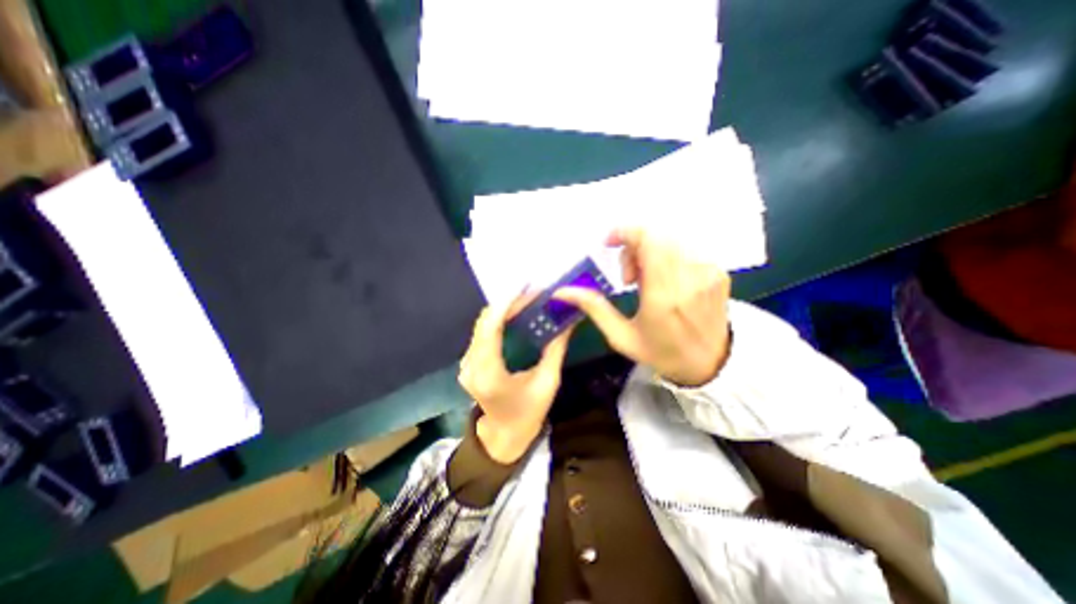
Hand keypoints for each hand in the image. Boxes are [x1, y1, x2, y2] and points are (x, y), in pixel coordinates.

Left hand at [456, 295, 575, 463]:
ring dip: (503, 309)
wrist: (504, 435)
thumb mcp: (548, 383)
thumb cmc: (528, 413)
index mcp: (489, 374)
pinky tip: (515, 313)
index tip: (525, 287)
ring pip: (482, 324)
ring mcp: (466, 364)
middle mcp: (471, 366)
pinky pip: (482, 332)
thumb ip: (556, 350)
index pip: (491, 329)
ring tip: (527, 298)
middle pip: (485, 322)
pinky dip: (499, 319)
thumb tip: (568, 322)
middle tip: (532, 291)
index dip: (506, 304)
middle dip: (508, 302)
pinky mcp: (469, 362)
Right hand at [555, 227, 731, 387]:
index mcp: (663, 296)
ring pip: (670, 240)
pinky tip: (665, 281)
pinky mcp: (718, 272)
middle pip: (656, 236)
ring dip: (650, 252)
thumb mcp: (621, 336)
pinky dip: (667, 257)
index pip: (649, 240)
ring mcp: (708, 272)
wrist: (711, 364)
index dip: (625, 232)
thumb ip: (594, 307)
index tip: (609, 243)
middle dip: (633, 247)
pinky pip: (685, 249)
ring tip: (645, 282)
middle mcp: (690, 278)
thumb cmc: (661, 353)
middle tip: (627, 277)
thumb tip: (562, 291)